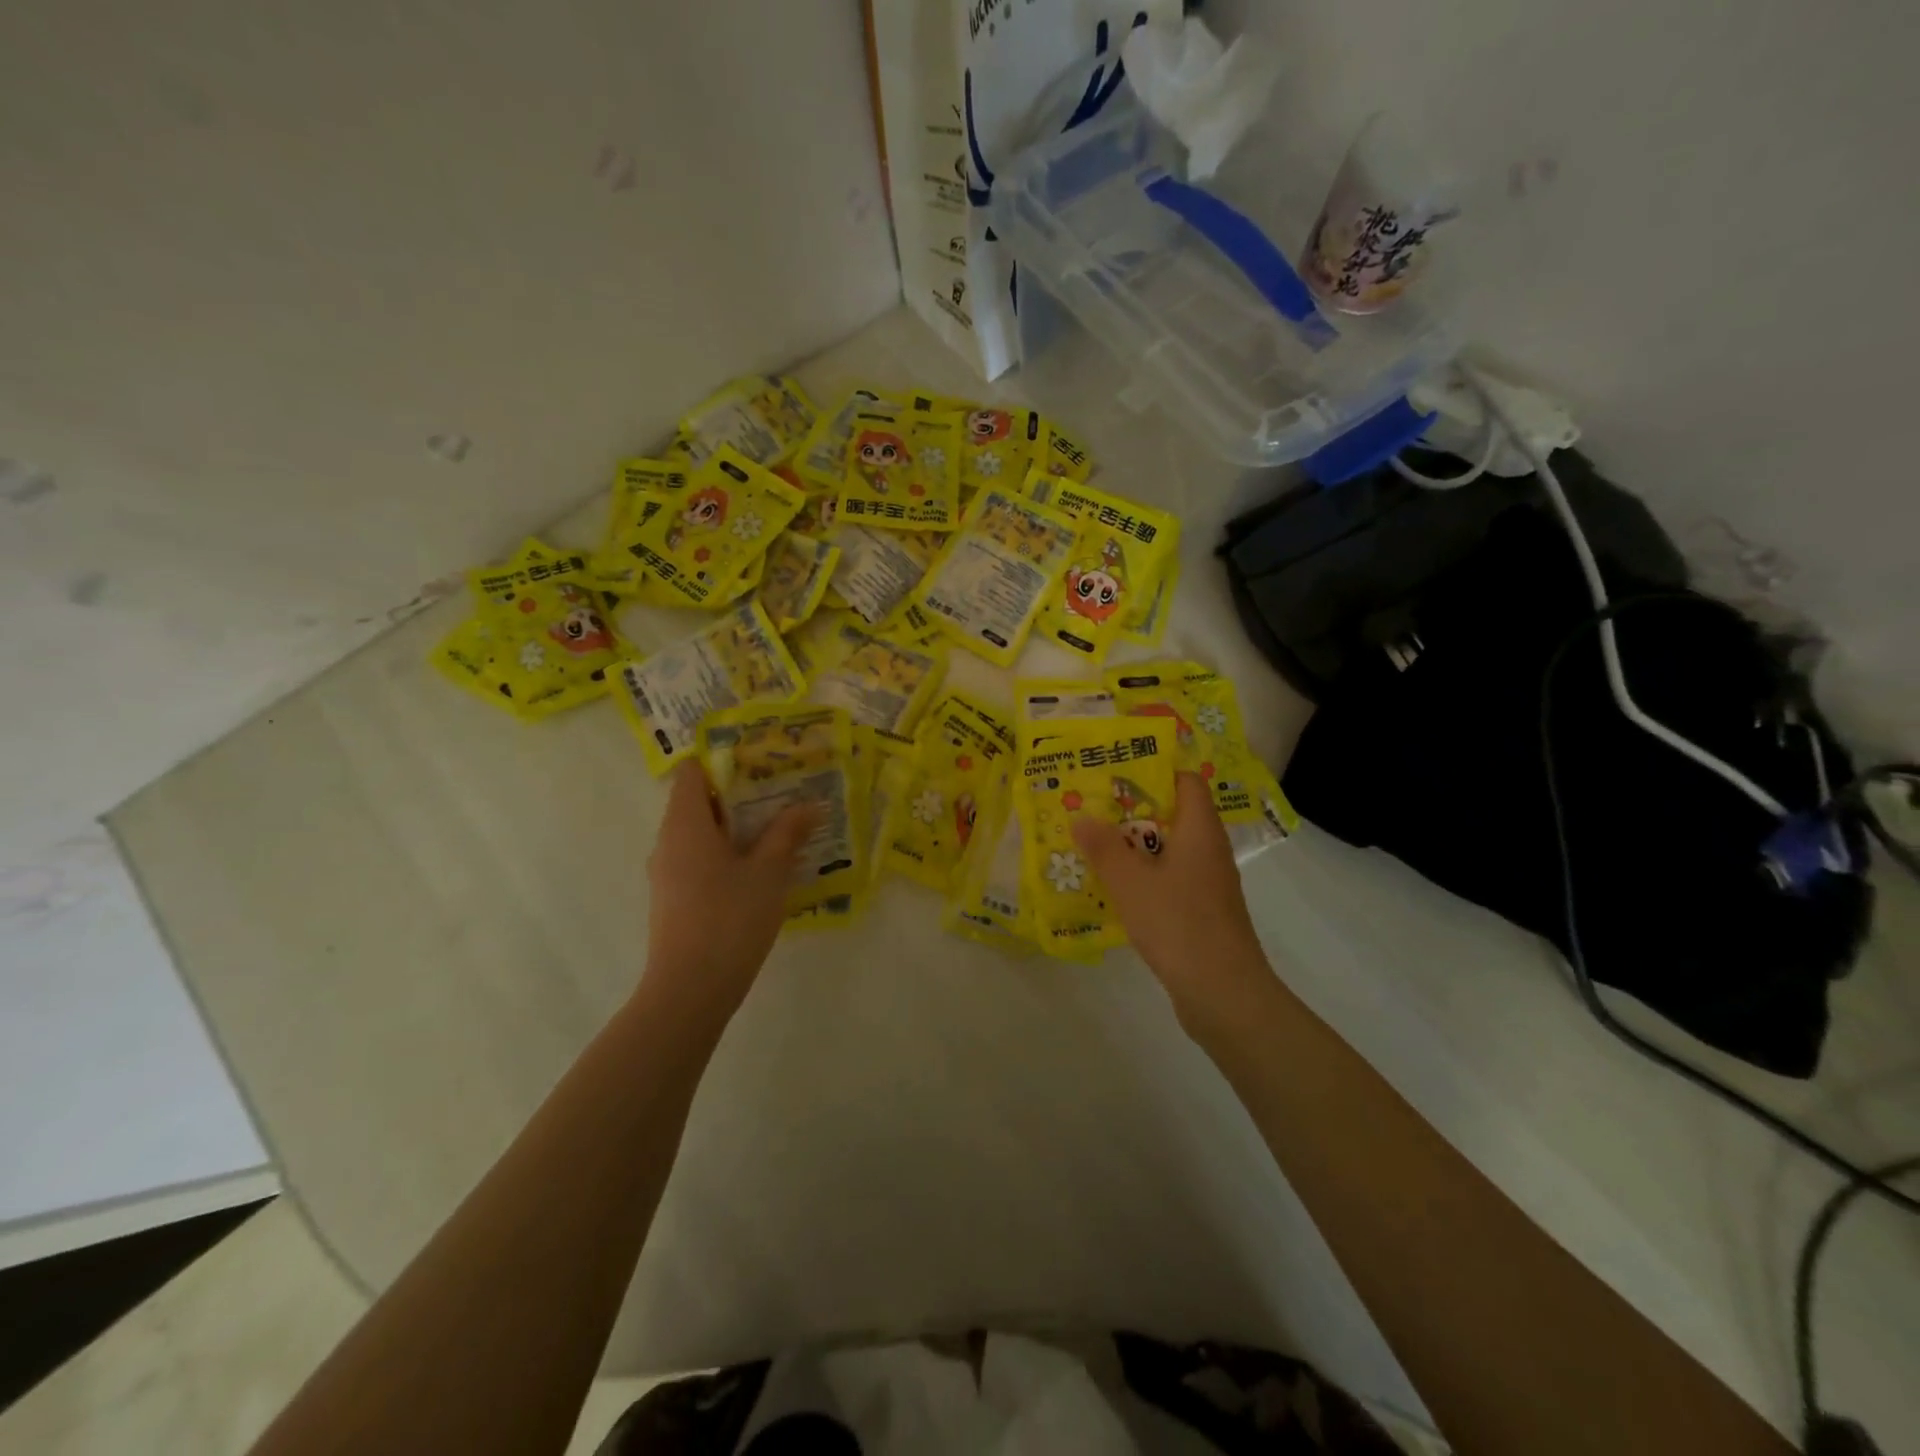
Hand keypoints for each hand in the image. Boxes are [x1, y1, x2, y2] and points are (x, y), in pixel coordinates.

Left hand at [642, 761, 814, 1025]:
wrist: (690, 990)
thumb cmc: (729, 919)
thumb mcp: (769, 872)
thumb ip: (788, 833)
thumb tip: (810, 804)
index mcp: (685, 823)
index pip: (692, 771)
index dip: (724, 761)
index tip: (762, 762)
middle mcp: (668, 841)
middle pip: (699, 801)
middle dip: (741, 794)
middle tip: (784, 792)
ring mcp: (667, 872)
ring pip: (702, 834)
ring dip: (738, 827)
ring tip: (781, 827)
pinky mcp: (674, 898)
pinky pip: (700, 860)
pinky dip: (728, 854)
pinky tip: (762, 868)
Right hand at [1072, 772, 1270, 1024]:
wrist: (1223, 992)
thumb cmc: (1178, 923)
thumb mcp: (1130, 882)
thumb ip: (1103, 847)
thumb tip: (1081, 817)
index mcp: (1199, 831)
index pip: (1186, 782)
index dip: (1154, 771)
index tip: (1116, 772)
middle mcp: (1209, 851)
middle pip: (1174, 815)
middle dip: (1133, 811)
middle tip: (1093, 809)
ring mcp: (1209, 884)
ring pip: (1170, 851)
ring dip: (1135, 848)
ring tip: (1095, 846)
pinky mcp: (1203, 913)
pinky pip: (1171, 881)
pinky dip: (1145, 878)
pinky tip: (1116, 890)